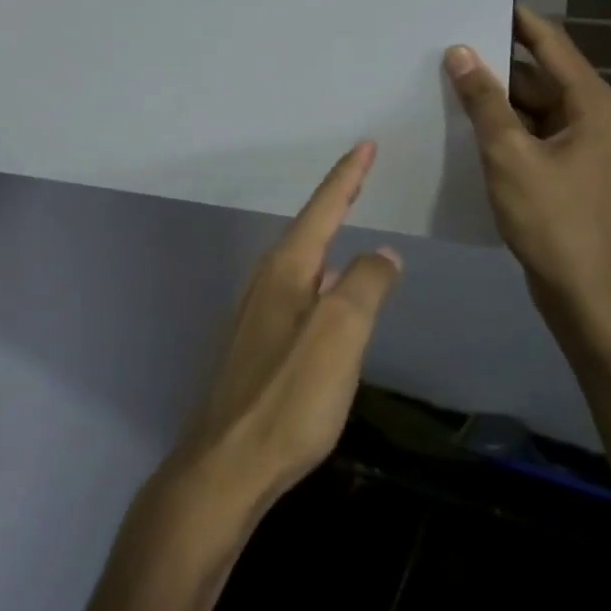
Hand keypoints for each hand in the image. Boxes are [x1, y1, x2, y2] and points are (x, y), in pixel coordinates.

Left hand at [166, 142, 401, 526]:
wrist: (227, 466)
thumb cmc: (288, 396)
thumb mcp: (340, 335)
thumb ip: (366, 287)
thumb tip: (383, 254)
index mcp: (286, 270)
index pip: (323, 209)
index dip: (347, 176)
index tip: (366, 145)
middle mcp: (267, 282)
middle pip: (308, 229)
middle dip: (336, 200)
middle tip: (360, 175)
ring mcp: (258, 314)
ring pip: (302, 262)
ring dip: (327, 237)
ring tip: (349, 223)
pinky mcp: (258, 346)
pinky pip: (299, 292)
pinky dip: (322, 277)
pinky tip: (331, 294)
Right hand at [445, 6, 610, 330]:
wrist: (580, 288)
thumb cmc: (550, 218)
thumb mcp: (509, 155)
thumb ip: (484, 102)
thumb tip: (459, 52)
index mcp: (592, 103)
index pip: (551, 43)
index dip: (516, 20)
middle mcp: (592, 114)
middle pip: (538, 74)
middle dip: (495, 63)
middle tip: (446, 46)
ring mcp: (579, 142)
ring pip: (531, 105)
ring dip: (495, 97)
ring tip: (445, 80)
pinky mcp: (564, 166)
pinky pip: (529, 130)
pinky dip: (502, 125)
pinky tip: (464, 123)